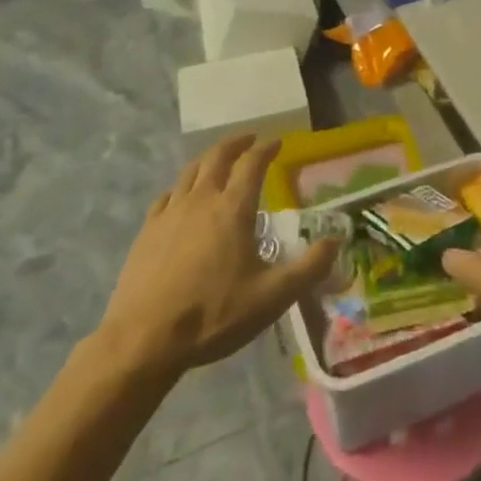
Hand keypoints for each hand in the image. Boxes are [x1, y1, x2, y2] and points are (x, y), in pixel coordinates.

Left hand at [91, 136, 336, 379]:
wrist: (143, 340)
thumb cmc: (213, 315)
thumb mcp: (271, 297)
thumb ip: (308, 268)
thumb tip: (336, 242)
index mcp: (233, 208)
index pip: (253, 164)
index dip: (267, 149)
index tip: (278, 142)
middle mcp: (202, 199)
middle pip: (218, 156)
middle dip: (237, 143)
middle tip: (250, 140)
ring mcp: (170, 212)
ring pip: (191, 171)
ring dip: (209, 159)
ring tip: (218, 160)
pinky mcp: (147, 230)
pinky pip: (167, 195)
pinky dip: (181, 187)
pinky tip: (182, 197)